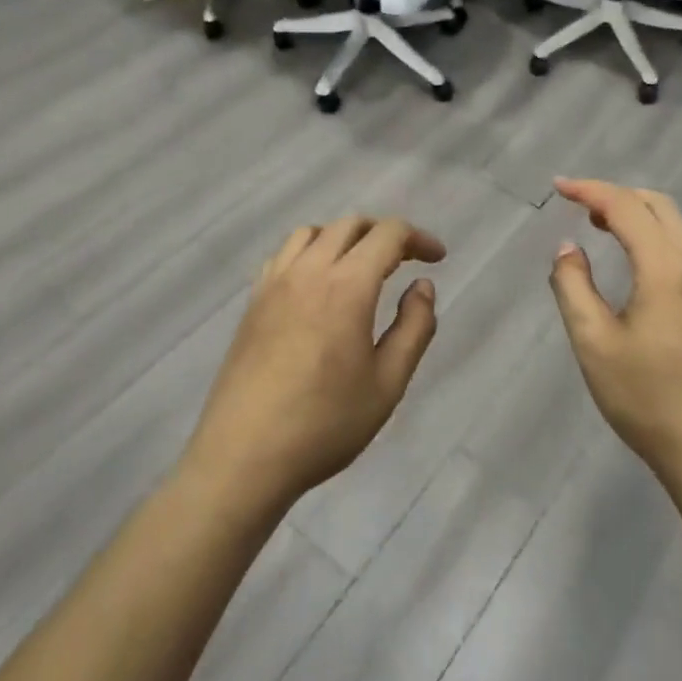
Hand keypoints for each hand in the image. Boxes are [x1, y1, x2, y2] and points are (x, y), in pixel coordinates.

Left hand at [182, 216, 445, 510]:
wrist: (244, 455)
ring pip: (312, 233)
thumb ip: (414, 327)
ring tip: (360, 267)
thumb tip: (422, 286)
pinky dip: (309, 252)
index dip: (418, 238)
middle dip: (384, 234)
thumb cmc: (325, 424)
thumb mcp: (388, 383)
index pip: (387, 235)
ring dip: (344, 237)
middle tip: (405, 261)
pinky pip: (284, 255)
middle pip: (350, 225)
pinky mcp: (253, 301)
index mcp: (347, 286)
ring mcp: (274, 283)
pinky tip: (316, 284)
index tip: (437, 259)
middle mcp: (308, 271)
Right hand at [548, 178, 681, 477]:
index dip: (589, 190)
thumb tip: (569, 249)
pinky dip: (657, 237)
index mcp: (666, 269)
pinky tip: (638, 264)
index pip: (625, 207)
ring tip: (603, 228)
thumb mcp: (593, 343)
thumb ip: (573, 287)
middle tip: (580, 207)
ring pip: (677, 225)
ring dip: (639, 215)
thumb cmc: (647, 398)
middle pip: (658, 205)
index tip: (558, 187)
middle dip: (616, 195)